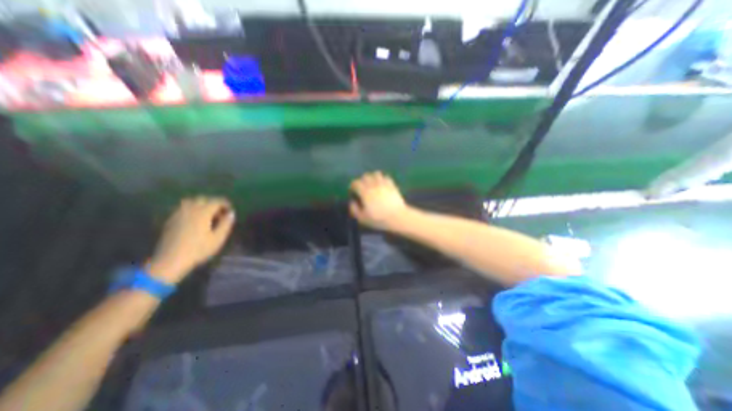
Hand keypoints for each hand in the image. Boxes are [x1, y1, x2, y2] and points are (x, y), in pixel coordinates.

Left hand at [145, 197, 230, 283]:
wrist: (170, 261)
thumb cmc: (198, 249)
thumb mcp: (218, 238)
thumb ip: (226, 224)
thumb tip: (231, 214)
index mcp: (203, 212)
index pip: (216, 201)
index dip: (225, 204)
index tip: (230, 211)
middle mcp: (190, 209)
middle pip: (203, 199)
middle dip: (213, 204)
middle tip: (219, 214)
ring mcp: (178, 214)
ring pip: (191, 202)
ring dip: (201, 205)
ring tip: (206, 215)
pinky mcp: (170, 220)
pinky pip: (182, 209)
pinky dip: (191, 210)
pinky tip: (194, 220)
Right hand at [347, 170, 408, 230]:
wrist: (398, 217)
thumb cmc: (379, 219)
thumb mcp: (363, 218)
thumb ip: (355, 210)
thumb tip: (352, 202)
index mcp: (365, 192)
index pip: (356, 183)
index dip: (352, 185)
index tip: (352, 190)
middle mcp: (374, 185)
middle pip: (365, 176)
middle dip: (362, 180)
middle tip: (362, 187)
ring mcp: (384, 184)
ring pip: (376, 173)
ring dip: (372, 177)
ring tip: (372, 183)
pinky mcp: (392, 185)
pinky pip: (386, 177)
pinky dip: (382, 179)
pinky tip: (382, 184)